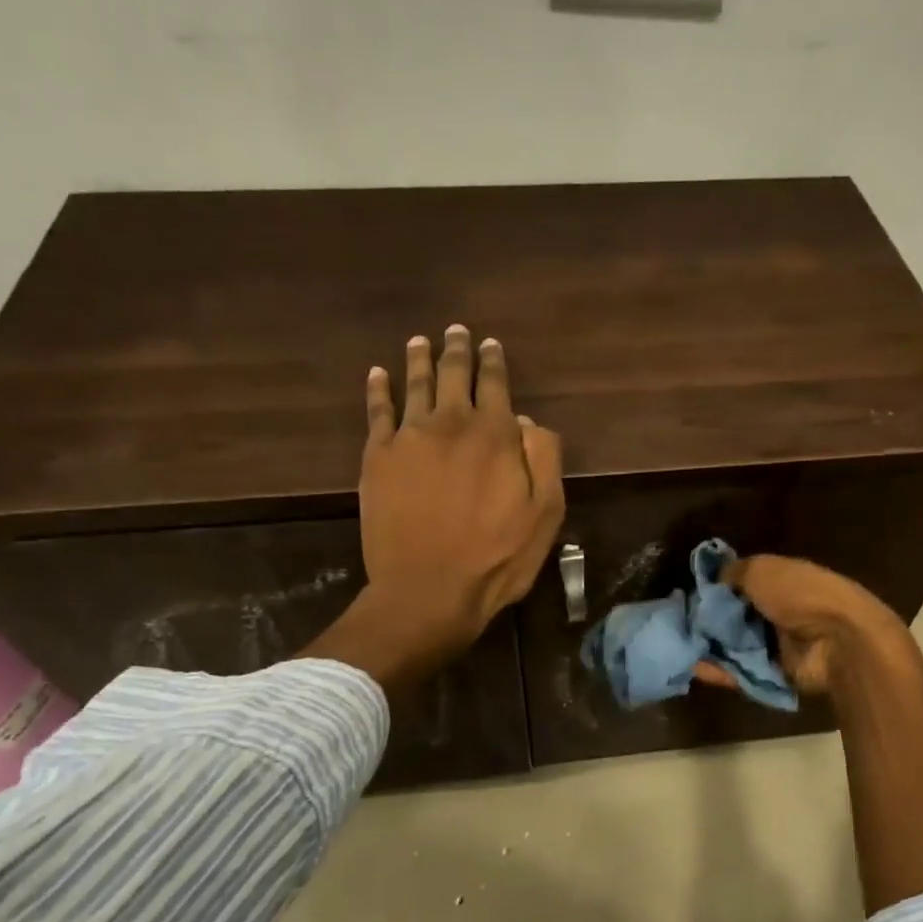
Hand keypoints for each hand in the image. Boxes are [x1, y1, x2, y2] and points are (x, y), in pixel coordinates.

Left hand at [354, 325, 564, 661]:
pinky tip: (377, 374)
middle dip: (457, 350)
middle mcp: (451, 423)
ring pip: (415, 384)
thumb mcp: (545, 513)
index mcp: (496, 435)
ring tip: (420, 340)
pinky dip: (378, 389)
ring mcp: (409, 438)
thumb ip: (543, 459)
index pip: (495, 385)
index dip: (494, 362)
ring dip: (419, 359)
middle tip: (456, 331)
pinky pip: (377, 412)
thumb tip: (526, 422)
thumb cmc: (496, 557)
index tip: (490, 345)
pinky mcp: (378, 458)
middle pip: (454, 375)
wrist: (428, 590)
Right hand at [694, 555, 907, 696]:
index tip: (689, 593)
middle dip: (707, 620)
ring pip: (733, 645)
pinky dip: (716, 670)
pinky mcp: (772, 674)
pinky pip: (739, 672)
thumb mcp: (761, 569)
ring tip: (677, 645)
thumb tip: (713, 580)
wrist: (837, 641)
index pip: (741, 583)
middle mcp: (778, 611)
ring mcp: (776, 645)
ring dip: (707, 645)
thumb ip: (733, 572)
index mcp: (780, 581)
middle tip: (677, 622)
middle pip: (734, 616)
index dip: (715, 588)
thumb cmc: (800, 594)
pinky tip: (691, 665)